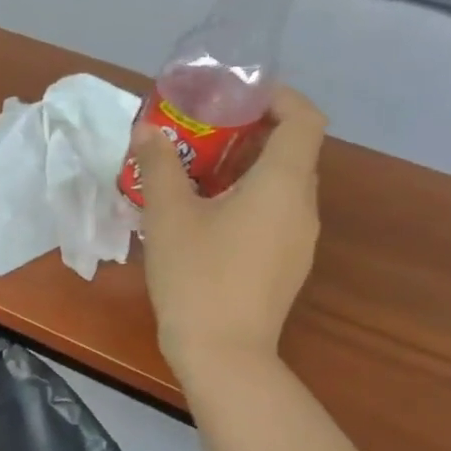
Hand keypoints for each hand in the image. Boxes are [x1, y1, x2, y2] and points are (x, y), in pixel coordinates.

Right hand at [133, 85, 325, 388]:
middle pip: (290, 153)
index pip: (304, 119)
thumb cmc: (197, 277)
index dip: (278, 98)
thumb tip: (147, 131)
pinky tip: (206, 226)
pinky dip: (247, 205)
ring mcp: (299, 241)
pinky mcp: (286, 268)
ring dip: (244, 174)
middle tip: (201, 138)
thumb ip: (159, 167)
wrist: (222, 353)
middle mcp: (302, 207)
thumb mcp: (168, 218)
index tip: (237, 97)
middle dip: (249, 136)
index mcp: (282, 184)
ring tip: (196, 182)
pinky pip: (273, 219)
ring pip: (279, 189)